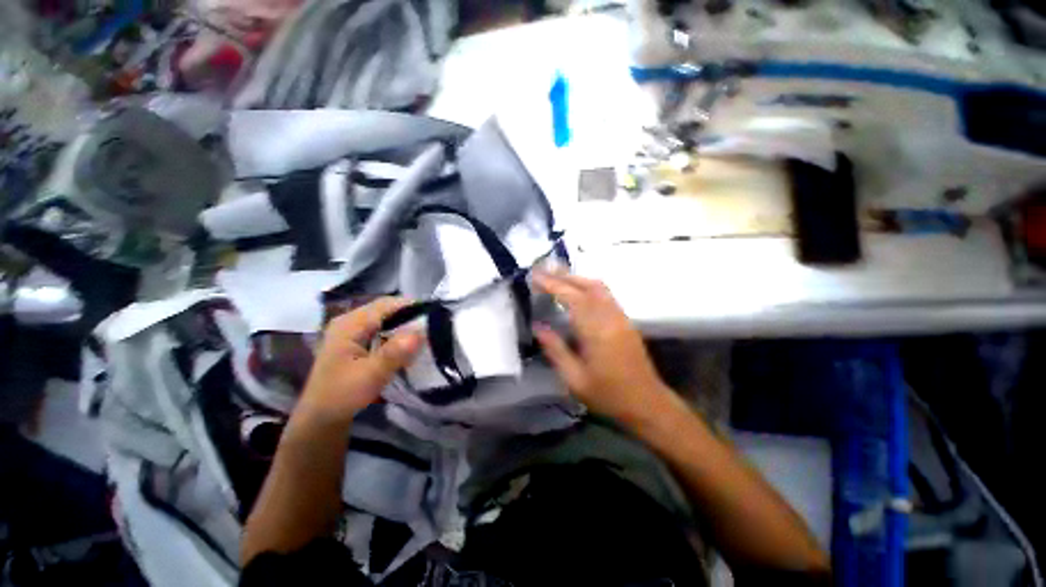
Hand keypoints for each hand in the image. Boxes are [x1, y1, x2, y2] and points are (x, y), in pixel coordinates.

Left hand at [294, 297, 423, 428]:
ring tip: (425, 333)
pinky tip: (408, 344)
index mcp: (349, 324)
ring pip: (386, 318)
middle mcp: (350, 321)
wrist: (320, 417)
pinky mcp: (356, 339)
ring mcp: (352, 330)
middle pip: (387, 309)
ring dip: (405, 324)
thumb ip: (393, 354)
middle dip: (410, 315)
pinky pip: (382, 328)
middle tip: (433, 326)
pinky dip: (397, 332)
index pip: (386, 304)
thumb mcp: (370, 376)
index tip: (435, 315)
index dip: (412, 306)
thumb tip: (419, 332)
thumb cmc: (342, 396)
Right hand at [533, 271, 674, 428]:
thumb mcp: (574, 379)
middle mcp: (610, 317)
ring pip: (598, 286)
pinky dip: (588, 285)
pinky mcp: (625, 320)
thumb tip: (537, 326)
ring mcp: (620, 316)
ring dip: (576, 278)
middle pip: (586, 286)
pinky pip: (605, 294)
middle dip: (563, 275)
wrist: (647, 403)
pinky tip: (578, 290)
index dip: (552, 284)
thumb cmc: (608, 394)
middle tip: (542, 270)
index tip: (534, 275)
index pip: (571, 297)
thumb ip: (555, 349)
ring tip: (556, 275)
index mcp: (596, 331)